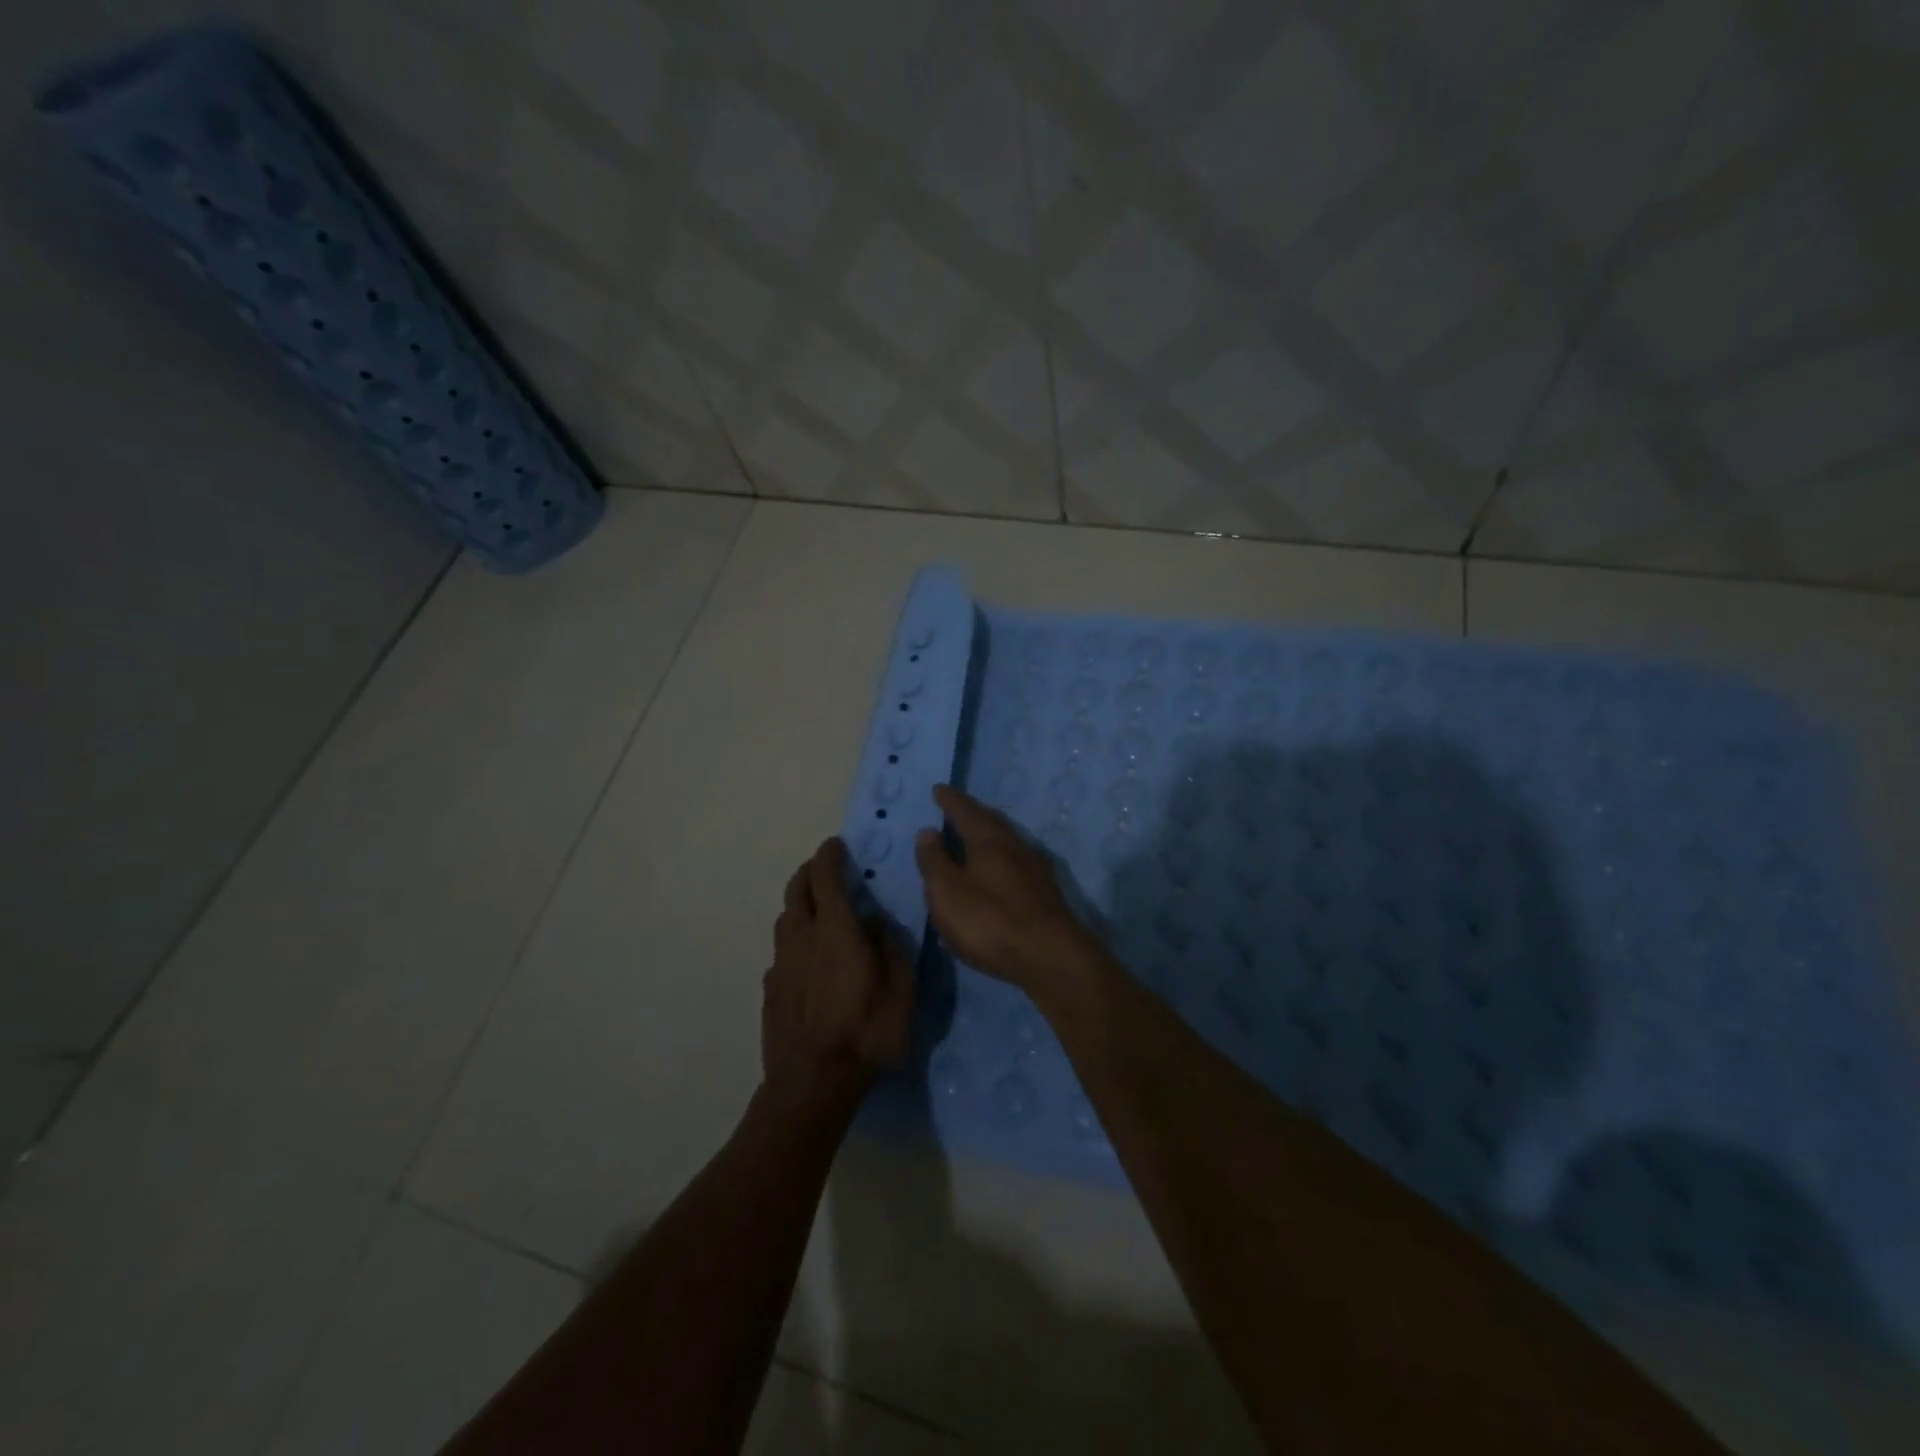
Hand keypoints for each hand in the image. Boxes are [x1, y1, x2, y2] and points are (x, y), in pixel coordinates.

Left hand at [763, 838, 913, 1104]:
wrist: (811, 1084)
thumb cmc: (865, 1033)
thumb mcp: (901, 990)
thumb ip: (890, 947)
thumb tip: (875, 922)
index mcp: (836, 930)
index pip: (826, 876)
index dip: (830, 855)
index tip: (836, 845)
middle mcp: (802, 937)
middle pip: (797, 889)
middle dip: (810, 871)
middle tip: (826, 869)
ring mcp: (781, 962)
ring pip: (785, 917)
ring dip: (799, 902)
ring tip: (818, 908)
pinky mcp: (770, 987)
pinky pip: (781, 949)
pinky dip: (794, 938)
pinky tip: (807, 956)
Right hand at [913, 784, 1099, 993]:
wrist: (1050, 956)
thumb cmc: (990, 920)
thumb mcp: (947, 891)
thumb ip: (934, 860)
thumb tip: (928, 831)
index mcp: (988, 840)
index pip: (965, 811)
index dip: (950, 800)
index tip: (939, 789)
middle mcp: (1014, 846)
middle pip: (991, 822)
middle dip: (972, 813)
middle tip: (957, 807)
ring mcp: (1034, 868)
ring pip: (1006, 841)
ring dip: (988, 835)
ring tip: (973, 837)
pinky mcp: (1044, 893)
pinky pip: (1015, 862)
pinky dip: (1000, 858)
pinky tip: (996, 872)